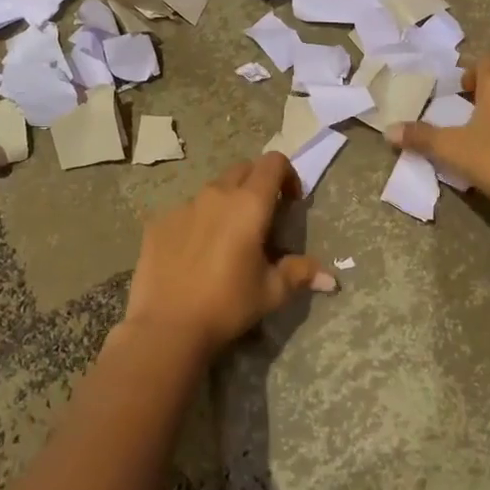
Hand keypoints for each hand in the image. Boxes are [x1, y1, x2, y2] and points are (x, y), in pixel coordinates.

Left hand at [123, 152, 332, 356]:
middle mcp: (215, 194)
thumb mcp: (271, 292)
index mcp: (248, 204)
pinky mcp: (159, 222)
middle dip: (257, 185)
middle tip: (262, 219)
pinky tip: (194, 254)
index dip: (287, 175)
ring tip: (227, 239)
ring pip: (212, 190)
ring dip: (226, 203)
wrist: (167, 326)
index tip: (290, 201)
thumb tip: (330, 278)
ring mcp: (183, 205)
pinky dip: (197, 222)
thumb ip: (300, 273)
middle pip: (243, 170)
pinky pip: (185, 211)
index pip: (272, 163)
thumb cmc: (227, 304)